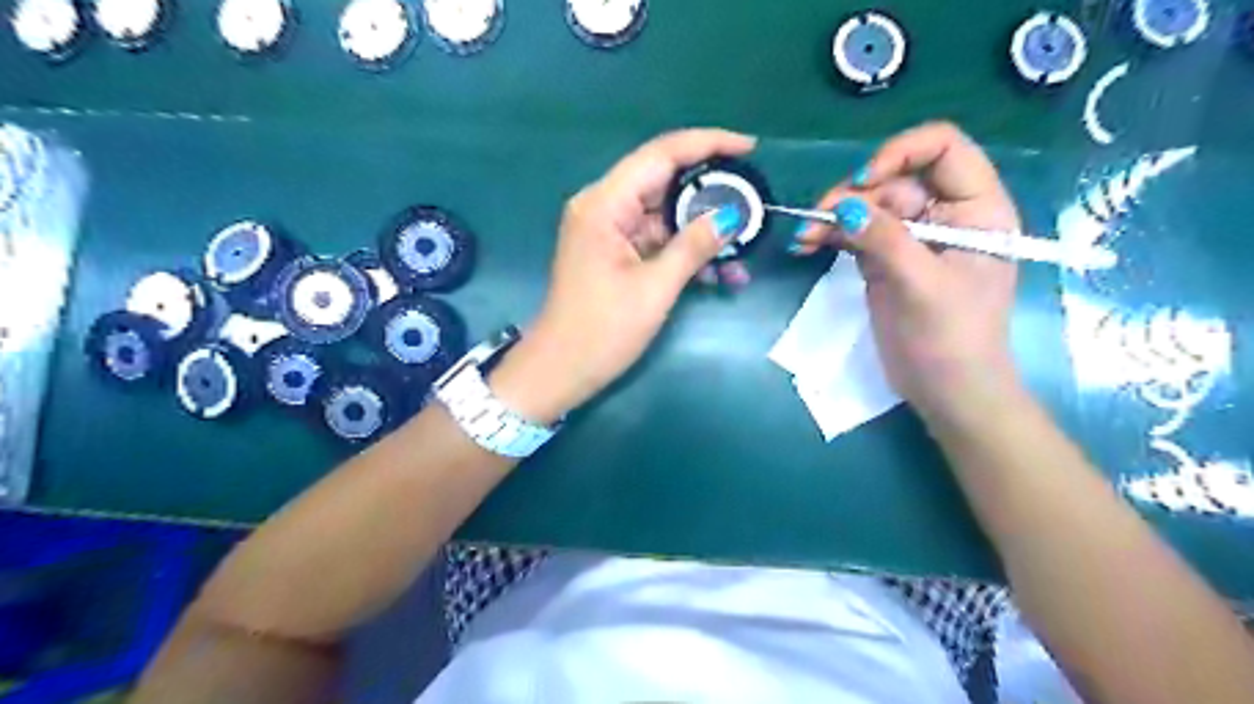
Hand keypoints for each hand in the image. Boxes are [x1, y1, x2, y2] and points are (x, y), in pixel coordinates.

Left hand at [489, 126, 752, 419]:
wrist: (560, 371)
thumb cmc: (602, 331)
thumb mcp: (654, 288)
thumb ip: (694, 246)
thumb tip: (731, 216)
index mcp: (605, 204)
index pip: (661, 154)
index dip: (708, 144)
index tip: (750, 148)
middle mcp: (604, 207)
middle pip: (665, 181)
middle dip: (711, 192)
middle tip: (753, 203)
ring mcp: (609, 231)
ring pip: (666, 214)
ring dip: (703, 230)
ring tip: (745, 249)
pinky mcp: (616, 253)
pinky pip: (658, 240)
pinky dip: (687, 252)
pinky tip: (721, 273)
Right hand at [796, 121, 1021, 416]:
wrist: (945, 390)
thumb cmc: (951, 339)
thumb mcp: (922, 286)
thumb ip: (886, 240)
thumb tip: (846, 207)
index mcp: (976, 208)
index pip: (944, 149)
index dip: (902, 153)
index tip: (865, 181)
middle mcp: (945, 213)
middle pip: (894, 179)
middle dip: (854, 195)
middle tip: (820, 218)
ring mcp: (911, 237)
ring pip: (868, 206)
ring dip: (833, 216)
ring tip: (804, 236)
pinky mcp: (885, 258)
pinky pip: (855, 233)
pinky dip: (830, 235)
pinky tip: (806, 243)